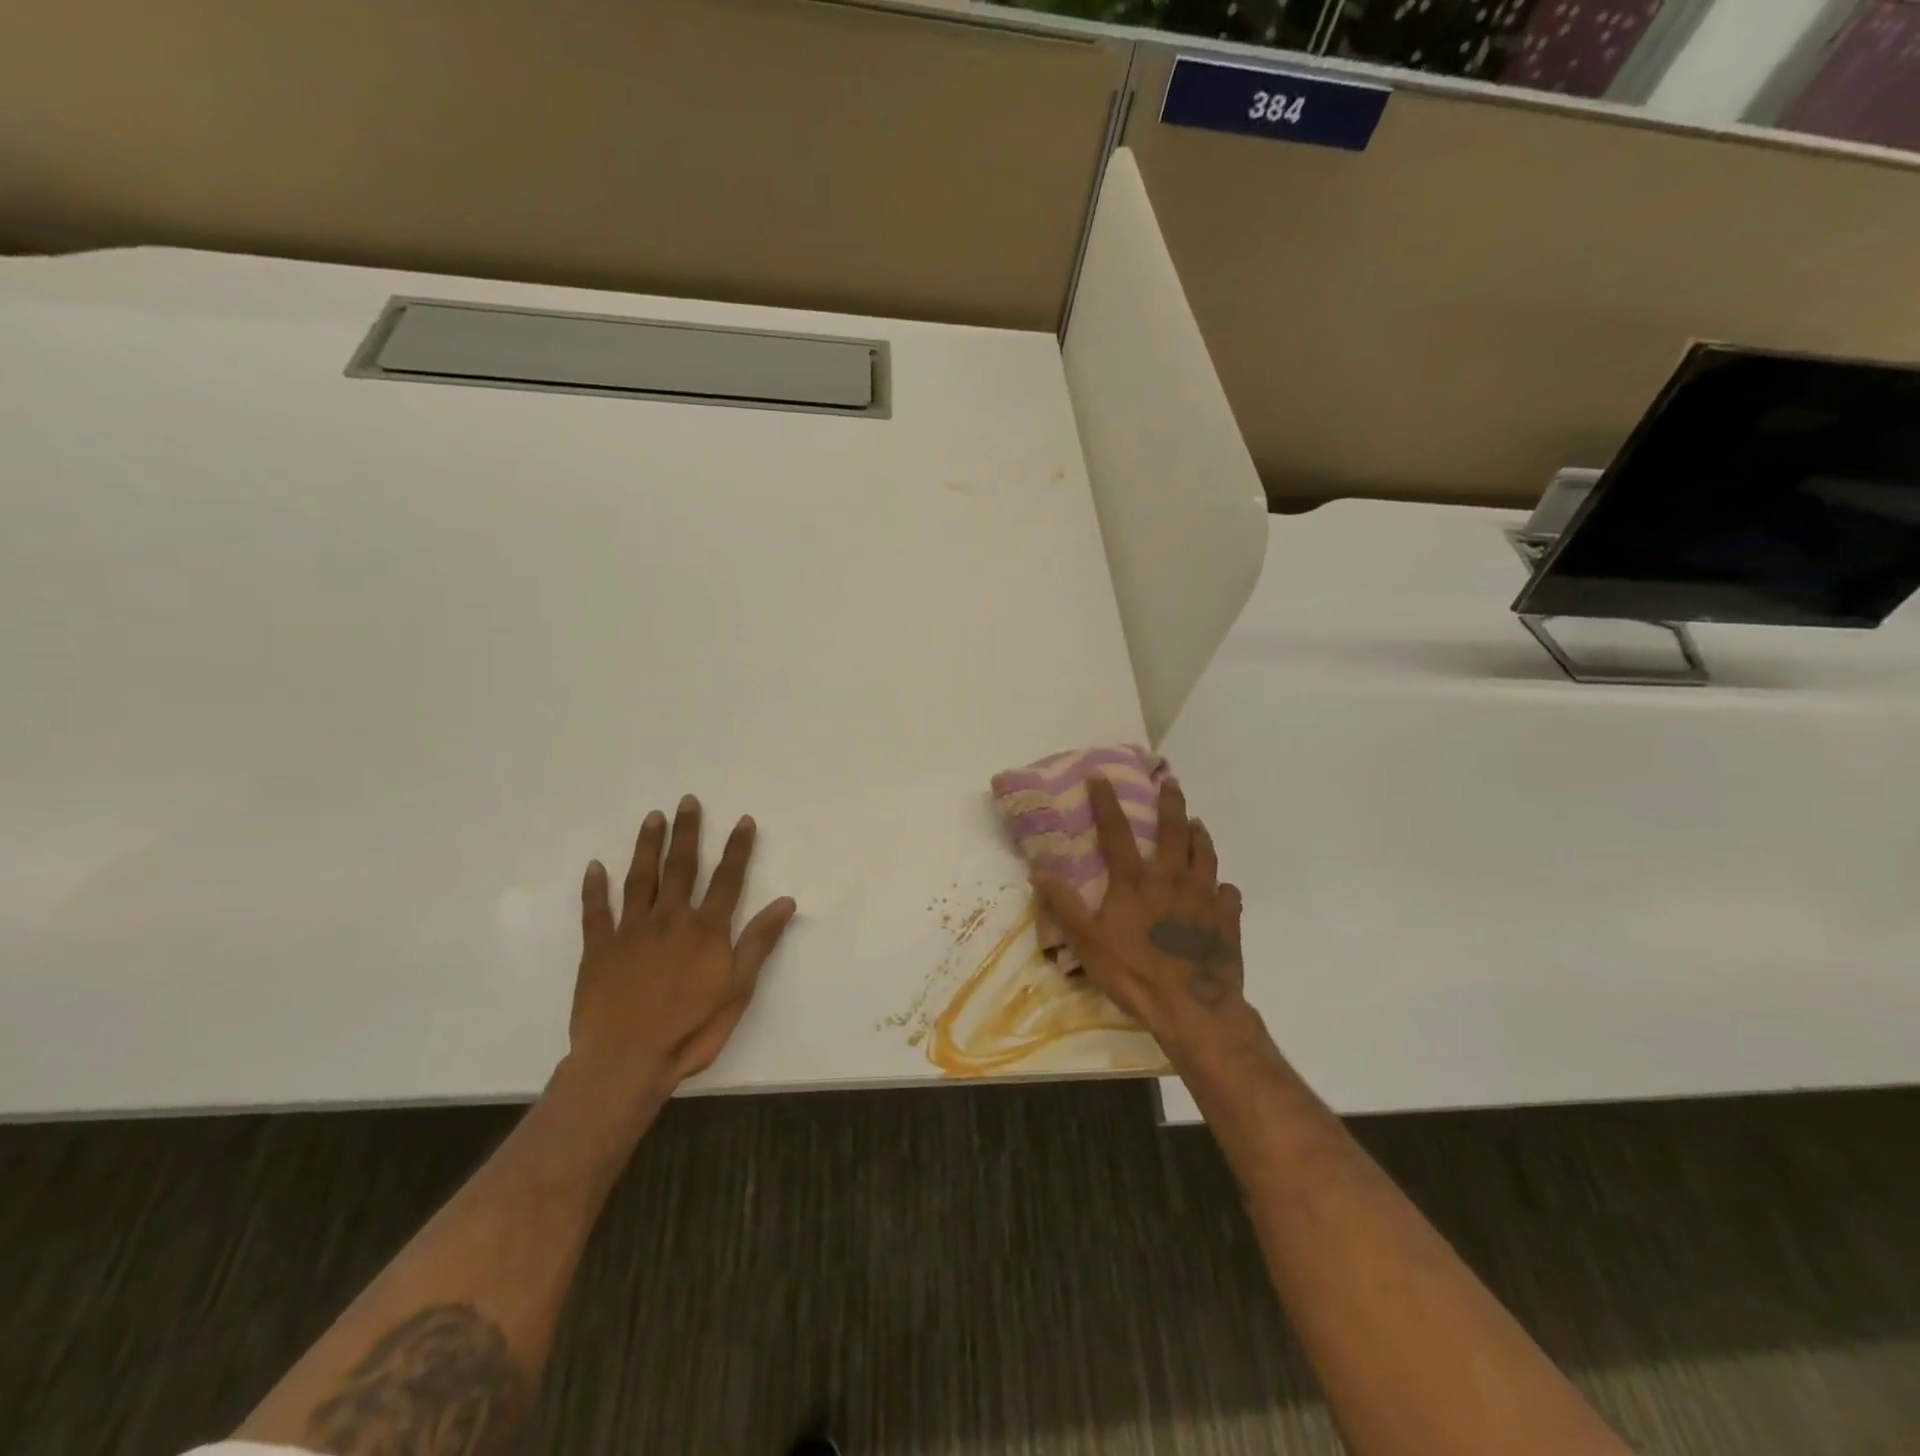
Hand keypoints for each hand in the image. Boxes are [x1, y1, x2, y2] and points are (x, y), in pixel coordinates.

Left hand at [566, 795, 796, 1102]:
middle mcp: (670, 920)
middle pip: (681, 868)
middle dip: (687, 833)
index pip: (727, 879)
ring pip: (640, 879)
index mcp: (706, 930)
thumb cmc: (690, 1030)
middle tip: (687, 801)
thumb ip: (759, 943)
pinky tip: (595, 867)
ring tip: (652, 817)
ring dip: (647, 846)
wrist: (625, 1061)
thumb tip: (785, 902)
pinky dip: (594, 888)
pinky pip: (596, 912)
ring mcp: (631, 932)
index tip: (743, 820)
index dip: (737, 848)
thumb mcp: (738, 990)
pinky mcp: (598, 949)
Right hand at [1030, 776, 1256, 1069]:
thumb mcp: (1087, 942)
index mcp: (1135, 881)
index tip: (1100, 775)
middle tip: (1171, 782)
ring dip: (1199, 835)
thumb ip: (1064, 905)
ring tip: (1198, 823)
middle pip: (1173, 831)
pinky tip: (1221, 889)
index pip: (1116, 831)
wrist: (1193, 1007)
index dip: (1105, 801)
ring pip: (1204, 855)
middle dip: (1170, 803)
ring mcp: (1204, 897)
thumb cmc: (1134, 973)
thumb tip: (1039, 871)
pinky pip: (1228, 894)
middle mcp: (1171, 878)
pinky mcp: (1227, 919)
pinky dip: (1223, 887)